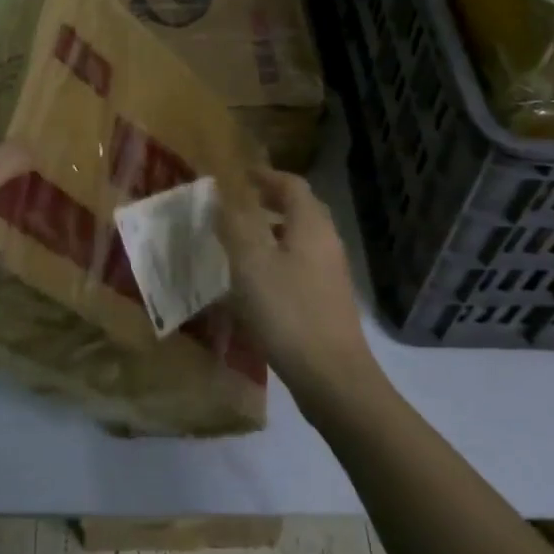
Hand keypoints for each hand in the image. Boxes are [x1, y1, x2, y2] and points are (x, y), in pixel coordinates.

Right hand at [217, 169, 375, 394]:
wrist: (333, 378)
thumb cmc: (288, 311)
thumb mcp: (250, 264)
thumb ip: (234, 226)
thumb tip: (220, 197)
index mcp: (311, 225)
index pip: (292, 185)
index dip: (266, 176)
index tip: (241, 176)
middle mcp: (327, 242)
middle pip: (302, 209)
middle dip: (272, 200)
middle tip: (242, 202)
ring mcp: (332, 273)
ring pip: (302, 238)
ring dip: (275, 230)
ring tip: (243, 239)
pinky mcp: (329, 300)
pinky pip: (302, 264)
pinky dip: (280, 257)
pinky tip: (258, 280)